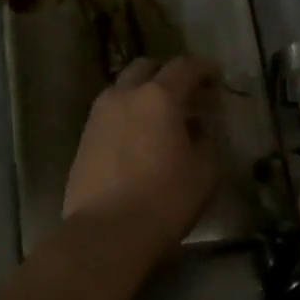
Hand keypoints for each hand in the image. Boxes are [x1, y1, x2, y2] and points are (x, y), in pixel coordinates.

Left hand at [62, 56, 219, 259]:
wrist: (106, 232)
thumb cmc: (164, 200)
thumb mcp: (204, 171)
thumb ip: (206, 138)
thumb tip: (198, 126)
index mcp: (159, 97)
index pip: (184, 67)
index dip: (203, 68)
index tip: (215, 75)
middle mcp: (125, 95)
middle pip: (147, 67)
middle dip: (168, 74)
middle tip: (186, 93)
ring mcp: (99, 114)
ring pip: (124, 87)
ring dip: (144, 92)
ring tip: (160, 116)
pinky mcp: (84, 136)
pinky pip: (110, 111)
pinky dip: (128, 112)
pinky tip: (139, 136)